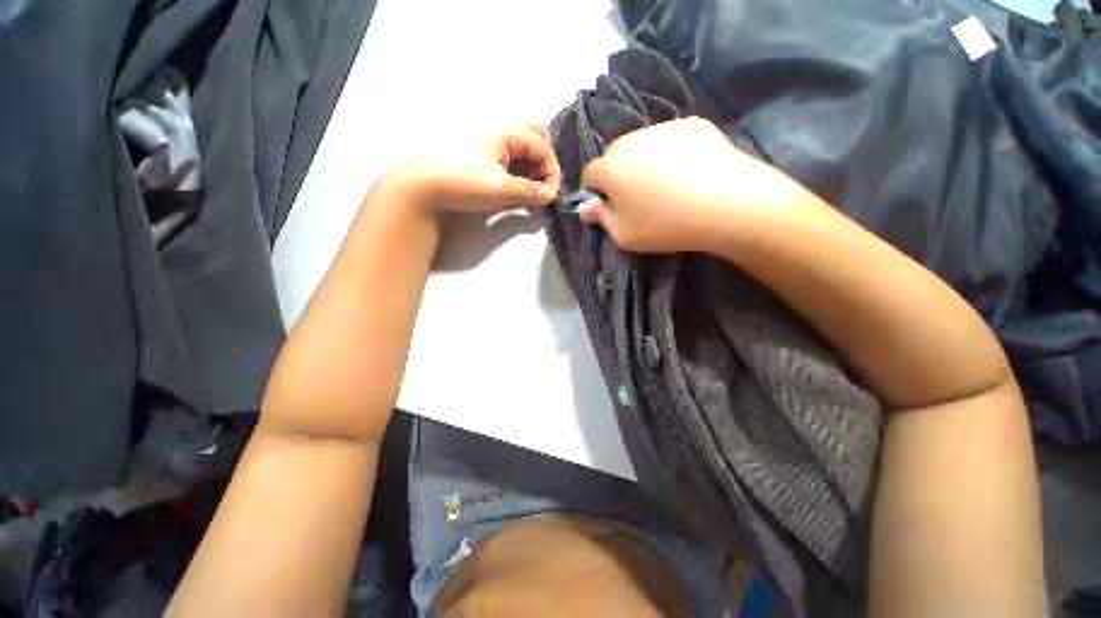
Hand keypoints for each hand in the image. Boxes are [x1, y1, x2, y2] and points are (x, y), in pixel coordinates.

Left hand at [388, 124, 561, 216]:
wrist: (426, 186)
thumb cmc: (465, 183)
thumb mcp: (502, 189)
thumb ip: (530, 192)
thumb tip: (550, 195)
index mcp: (507, 134)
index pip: (543, 147)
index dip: (552, 172)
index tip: (550, 196)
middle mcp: (502, 132)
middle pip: (536, 137)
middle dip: (545, 161)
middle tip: (541, 184)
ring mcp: (492, 143)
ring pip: (524, 147)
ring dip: (533, 167)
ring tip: (530, 190)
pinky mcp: (484, 155)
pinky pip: (512, 157)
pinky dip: (521, 170)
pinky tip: (516, 186)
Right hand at [580, 117, 805, 252]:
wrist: (727, 204)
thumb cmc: (666, 225)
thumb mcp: (624, 235)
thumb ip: (601, 219)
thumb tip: (586, 209)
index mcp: (610, 168)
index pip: (589, 174)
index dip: (595, 191)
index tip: (608, 205)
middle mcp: (630, 140)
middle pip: (613, 156)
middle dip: (617, 174)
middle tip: (637, 196)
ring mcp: (662, 128)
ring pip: (641, 145)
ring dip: (642, 161)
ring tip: (665, 183)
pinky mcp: (692, 123)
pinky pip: (669, 139)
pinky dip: (670, 153)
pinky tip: (688, 171)